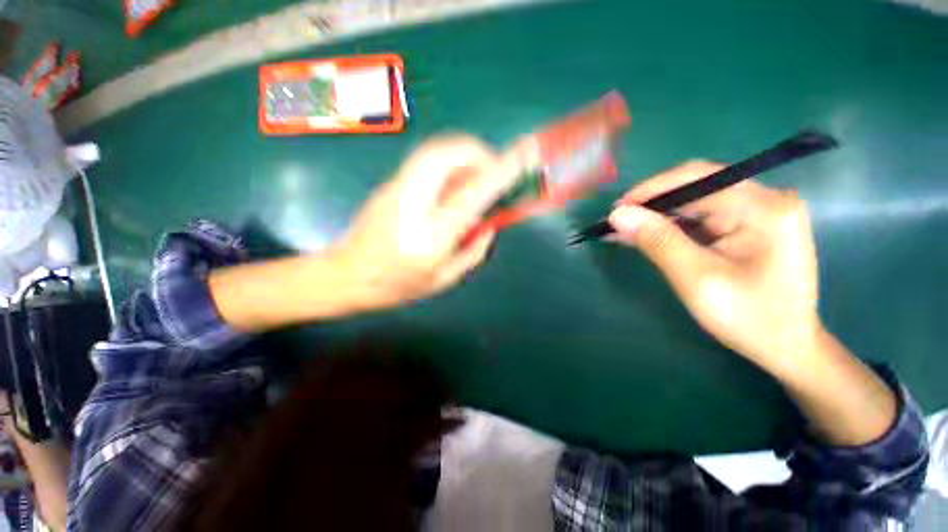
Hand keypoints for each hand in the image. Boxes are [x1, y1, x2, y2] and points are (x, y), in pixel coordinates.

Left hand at [334, 135, 526, 310]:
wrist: (346, 275)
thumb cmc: (396, 286)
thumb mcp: (443, 279)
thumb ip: (473, 251)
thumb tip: (490, 225)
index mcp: (431, 235)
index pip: (472, 192)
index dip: (500, 170)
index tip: (523, 155)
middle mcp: (412, 203)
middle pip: (444, 154)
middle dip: (476, 151)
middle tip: (493, 167)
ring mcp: (396, 189)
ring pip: (432, 151)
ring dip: (461, 154)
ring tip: (476, 174)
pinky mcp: (389, 184)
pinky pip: (424, 162)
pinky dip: (447, 163)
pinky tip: (453, 183)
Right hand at [608, 161, 820, 371]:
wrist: (786, 346)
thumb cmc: (748, 318)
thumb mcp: (696, 279)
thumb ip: (658, 241)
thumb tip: (618, 214)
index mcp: (764, 208)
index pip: (698, 178)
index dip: (651, 190)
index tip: (616, 209)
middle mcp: (765, 200)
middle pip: (697, 187)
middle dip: (652, 204)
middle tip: (617, 223)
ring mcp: (759, 212)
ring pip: (695, 202)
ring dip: (658, 216)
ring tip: (624, 230)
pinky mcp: (749, 225)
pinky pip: (702, 217)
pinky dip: (672, 226)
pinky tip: (647, 235)